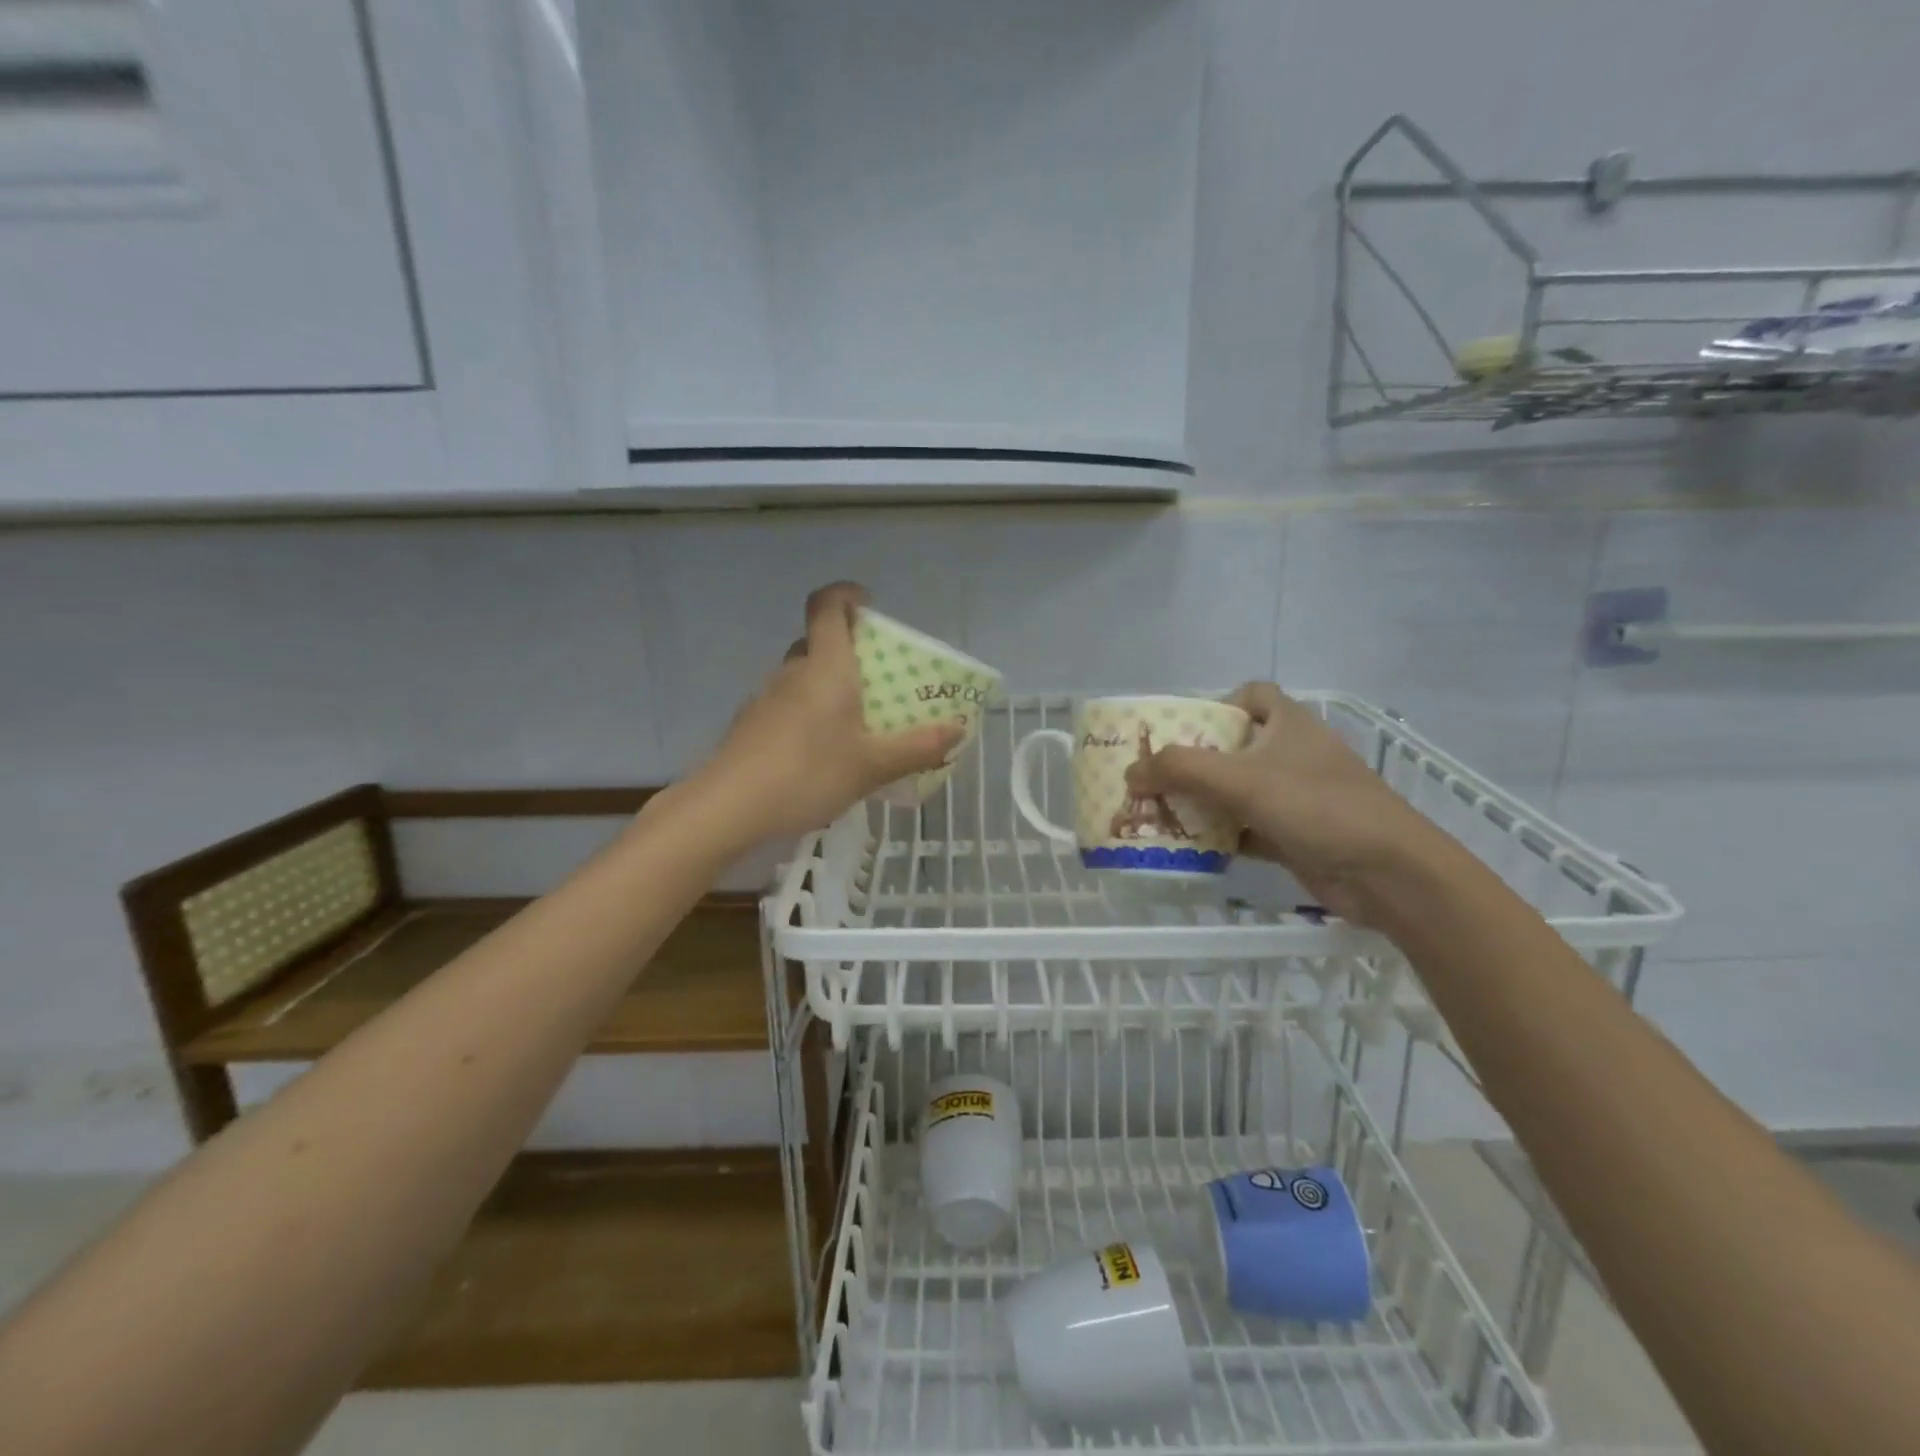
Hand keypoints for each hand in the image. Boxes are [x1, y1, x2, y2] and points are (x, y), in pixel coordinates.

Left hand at [693, 583, 963, 842]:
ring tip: (853, 722)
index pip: (827, 605)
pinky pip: (786, 704)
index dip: (846, 594)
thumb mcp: (873, 765)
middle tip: (875, 678)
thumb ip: (917, 747)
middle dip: (845, 649)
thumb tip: (957, 730)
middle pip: (816, 641)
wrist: (729, 807)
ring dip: (825, 685)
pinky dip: (806, 713)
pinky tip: (819, 753)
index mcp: (826, 666)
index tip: (868, 604)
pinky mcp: (750, 725)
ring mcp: (765, 697)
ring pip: (800, 676)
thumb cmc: (808, 772)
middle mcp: (793, 671)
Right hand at [1124, 683, 1434, 922]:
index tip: (1183, 731)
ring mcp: (1295, 797)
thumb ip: (1179, 770)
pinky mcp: (1295, 835)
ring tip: (1157, 814)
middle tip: (1153, 778)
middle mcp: (1292, 754)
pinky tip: (1189, 848)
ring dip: (1201, 803)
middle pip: (1234, 748)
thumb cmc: (1315, 806)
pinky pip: (1246, 829)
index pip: (1251, 696)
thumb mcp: (1240, 780)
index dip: (1216, 705)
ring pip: (1237, 792)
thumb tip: (1130, 773)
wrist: (1388, 873)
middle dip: (1193, 762)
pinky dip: (1220, 836)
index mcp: (1288, 724)